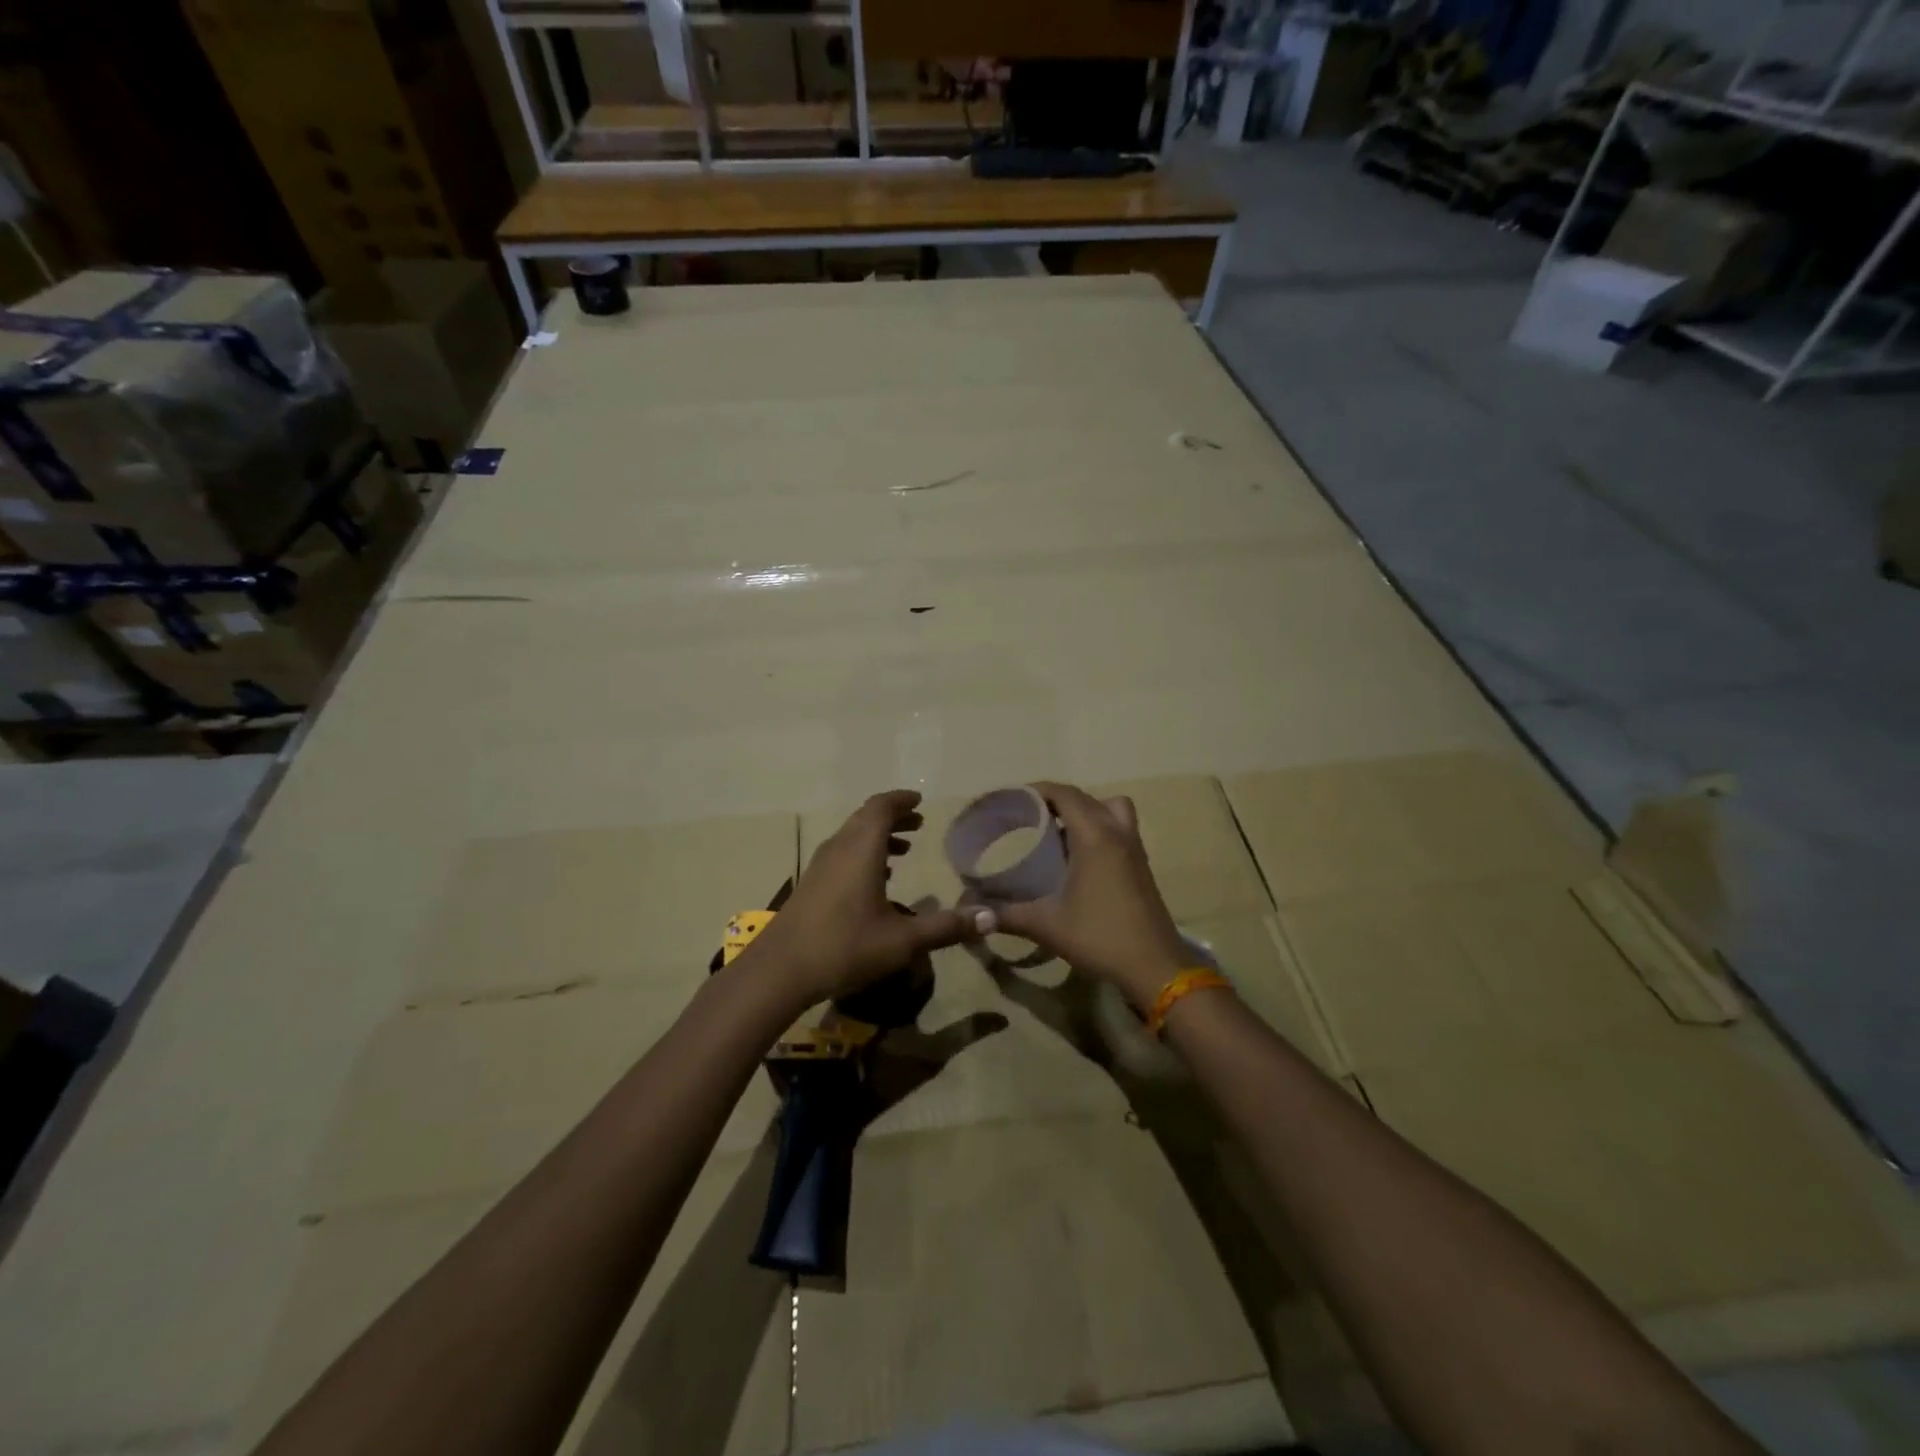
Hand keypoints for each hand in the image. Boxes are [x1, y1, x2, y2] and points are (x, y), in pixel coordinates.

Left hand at [745, 790, 982, 1009]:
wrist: (779, 971)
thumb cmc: (844, 947)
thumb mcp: (903, 941)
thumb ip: (946, 927)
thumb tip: (990, 917)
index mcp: (861, 849)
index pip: (881, 807)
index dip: (902, 801)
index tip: (920, 802)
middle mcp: (839, 849)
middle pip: (866, 818)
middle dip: (893, 817)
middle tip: (918, 823)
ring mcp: (820, 866)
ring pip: (852, 836)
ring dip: (877, 836)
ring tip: (903, 849)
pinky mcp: (811, 884)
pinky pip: (842, 854)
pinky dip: (863, 853)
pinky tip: (875, 879)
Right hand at [987, 783, 1191, 1012]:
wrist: (1156, 968)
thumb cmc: (1100, 937)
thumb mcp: (1047, 925)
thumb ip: (1007, 915)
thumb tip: (973, 915)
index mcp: (1094, 836)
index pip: (1063, 793)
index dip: (1035, 791)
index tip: (1010, 801)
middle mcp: (1117, 832)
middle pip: (1084, 798)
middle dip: (1054, 800)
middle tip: (1025, 817)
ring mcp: (1134, 847)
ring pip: (1110, 808)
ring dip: (1084, 811)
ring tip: (1057, 832)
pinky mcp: (1141, 865)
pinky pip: (1119, 827)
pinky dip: (1099, 828)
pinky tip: (1078, 858)